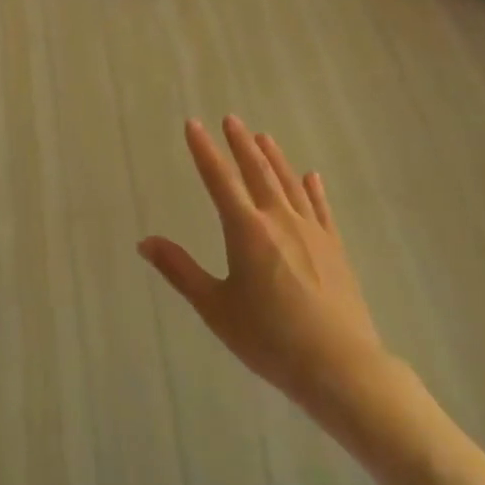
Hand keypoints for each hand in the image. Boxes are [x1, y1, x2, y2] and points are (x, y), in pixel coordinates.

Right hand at [139, 117, 396, 426]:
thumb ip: (180, 271)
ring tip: (263, 136)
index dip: (204, 150)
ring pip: (289, 183)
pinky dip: (313, 189)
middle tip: (231, 119)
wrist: (340, 366)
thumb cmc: (269, 338)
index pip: (219, 179)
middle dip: (241, 144)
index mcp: (246, 230)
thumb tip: (145, 241)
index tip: (193, 124)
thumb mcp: (215, 308)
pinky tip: (311, 177)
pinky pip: (320, 208)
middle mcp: (278, 219)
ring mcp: (311, 231)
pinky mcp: (334, 248)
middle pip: (257, 171)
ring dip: (274, 158)